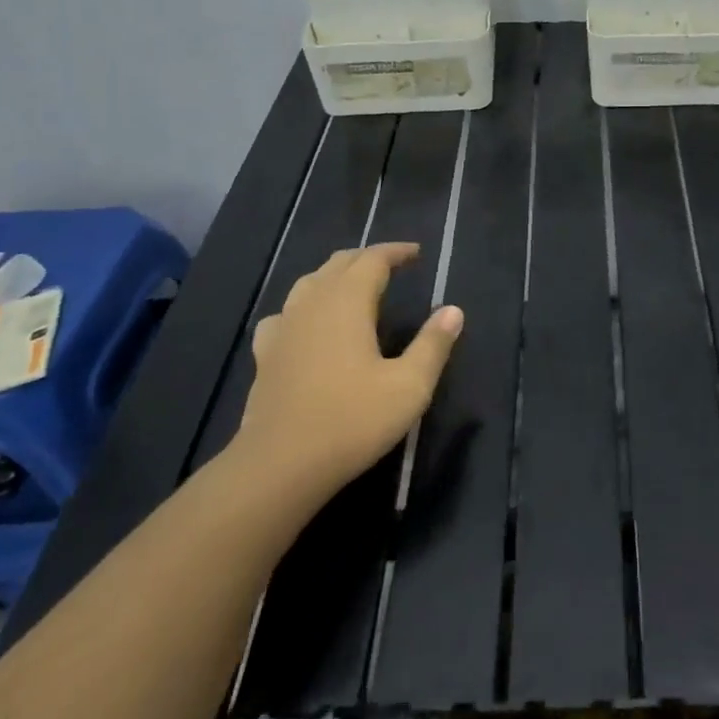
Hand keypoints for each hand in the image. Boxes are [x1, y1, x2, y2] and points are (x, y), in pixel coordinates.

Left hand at [235, 243, 461, 507]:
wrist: (279, 466)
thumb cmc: (351, 421)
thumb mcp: (409, 386)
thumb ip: (433, 345)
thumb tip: (453, 311)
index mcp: (348, 302)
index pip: (373, 260)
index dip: (395, 252)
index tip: (416, 253)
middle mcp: (312, 304)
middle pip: (339, 264)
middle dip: (367, 259)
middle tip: (392, 265)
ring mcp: (283, 328)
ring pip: (309, 283)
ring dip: (335, 276)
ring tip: (354, 286)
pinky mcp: (265, 355)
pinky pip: (285, 315)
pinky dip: (303, 308)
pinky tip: (306, 325)